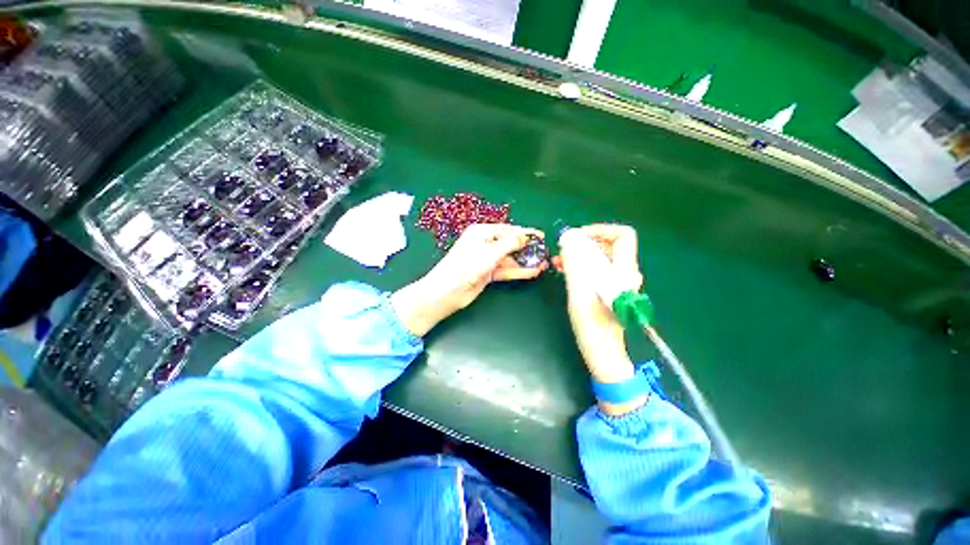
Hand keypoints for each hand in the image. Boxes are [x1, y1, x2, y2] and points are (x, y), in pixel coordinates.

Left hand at [392, 224, 546, 335]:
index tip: (541, 236)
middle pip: (509, 244)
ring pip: (509, 259)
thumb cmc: (467, 266)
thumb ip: (510, 243)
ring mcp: (486, 260)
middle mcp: (484, 244)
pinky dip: (518, 271)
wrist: (448, 291)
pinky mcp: (487, 273)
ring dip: (525, 261)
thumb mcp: (490, 252)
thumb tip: (525, 236)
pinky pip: (506, 270)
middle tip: (544, 252)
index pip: (508, 230)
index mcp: (481, 232)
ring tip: (543, 264)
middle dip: (527, 249)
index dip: (525, 232)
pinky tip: (532, 272)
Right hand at [553, 224, 645, 414]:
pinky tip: (564, 270)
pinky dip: (580, 266)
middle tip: (562, 250)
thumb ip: (575, 263)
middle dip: (583, 243)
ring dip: (579, 255)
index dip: (601, 230)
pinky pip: (596, 269)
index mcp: (622, 271)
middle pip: (608, 245)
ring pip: (599, 257)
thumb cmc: (592, 325)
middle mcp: (623, 273)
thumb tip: (569, 237)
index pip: (623, 235)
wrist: (602, 352)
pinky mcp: (608, 289)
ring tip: (558, 261)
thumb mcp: (579, 291)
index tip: (577, 238)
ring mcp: (616, 282)